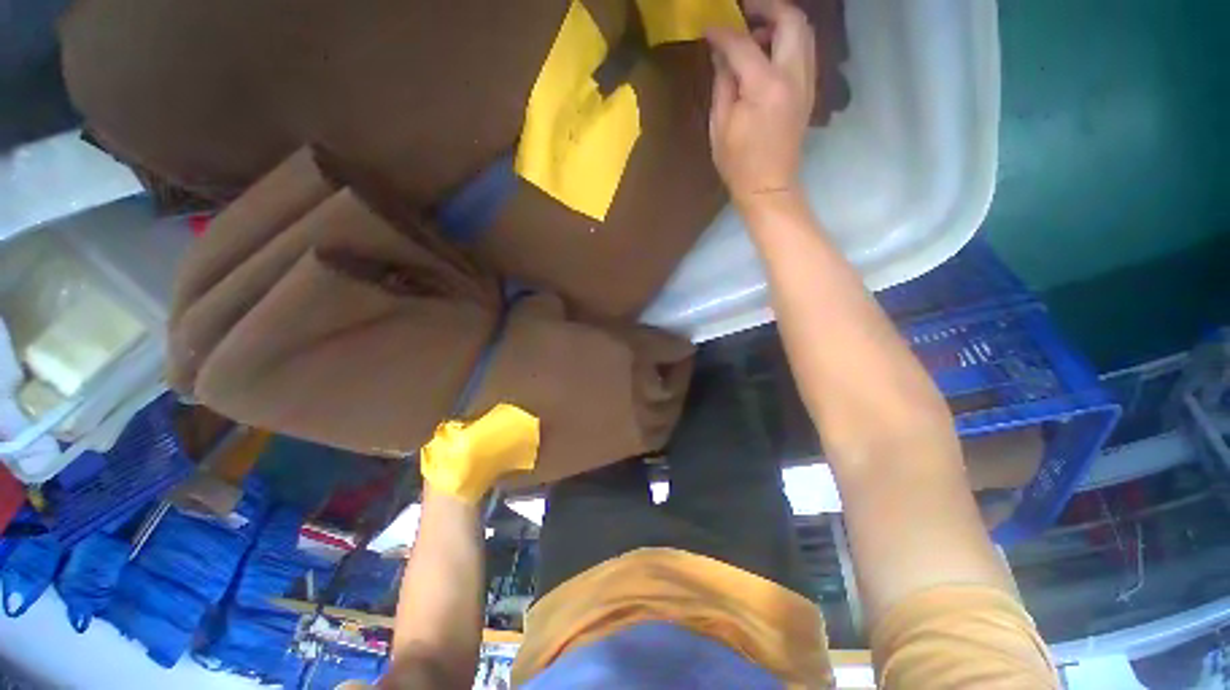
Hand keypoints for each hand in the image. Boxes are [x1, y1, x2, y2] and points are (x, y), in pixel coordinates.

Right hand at [707, 0, 815, 210]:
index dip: (724, 32)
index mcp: (766, 87)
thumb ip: (723, 84)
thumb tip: (720, 54)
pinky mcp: (808, 91)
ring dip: (780, 22)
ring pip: (803, 32)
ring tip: (754, 32)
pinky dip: (787, 40)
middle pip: (791, 20)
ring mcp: (806, 82)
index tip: (708, 29)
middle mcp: (793, 76)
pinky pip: (804, 51)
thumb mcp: (720, 126)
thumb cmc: (738, 164)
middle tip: (743, 11)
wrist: (769, 187)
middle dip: (767, 8)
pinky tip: (768, 53)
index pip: (744, 44)